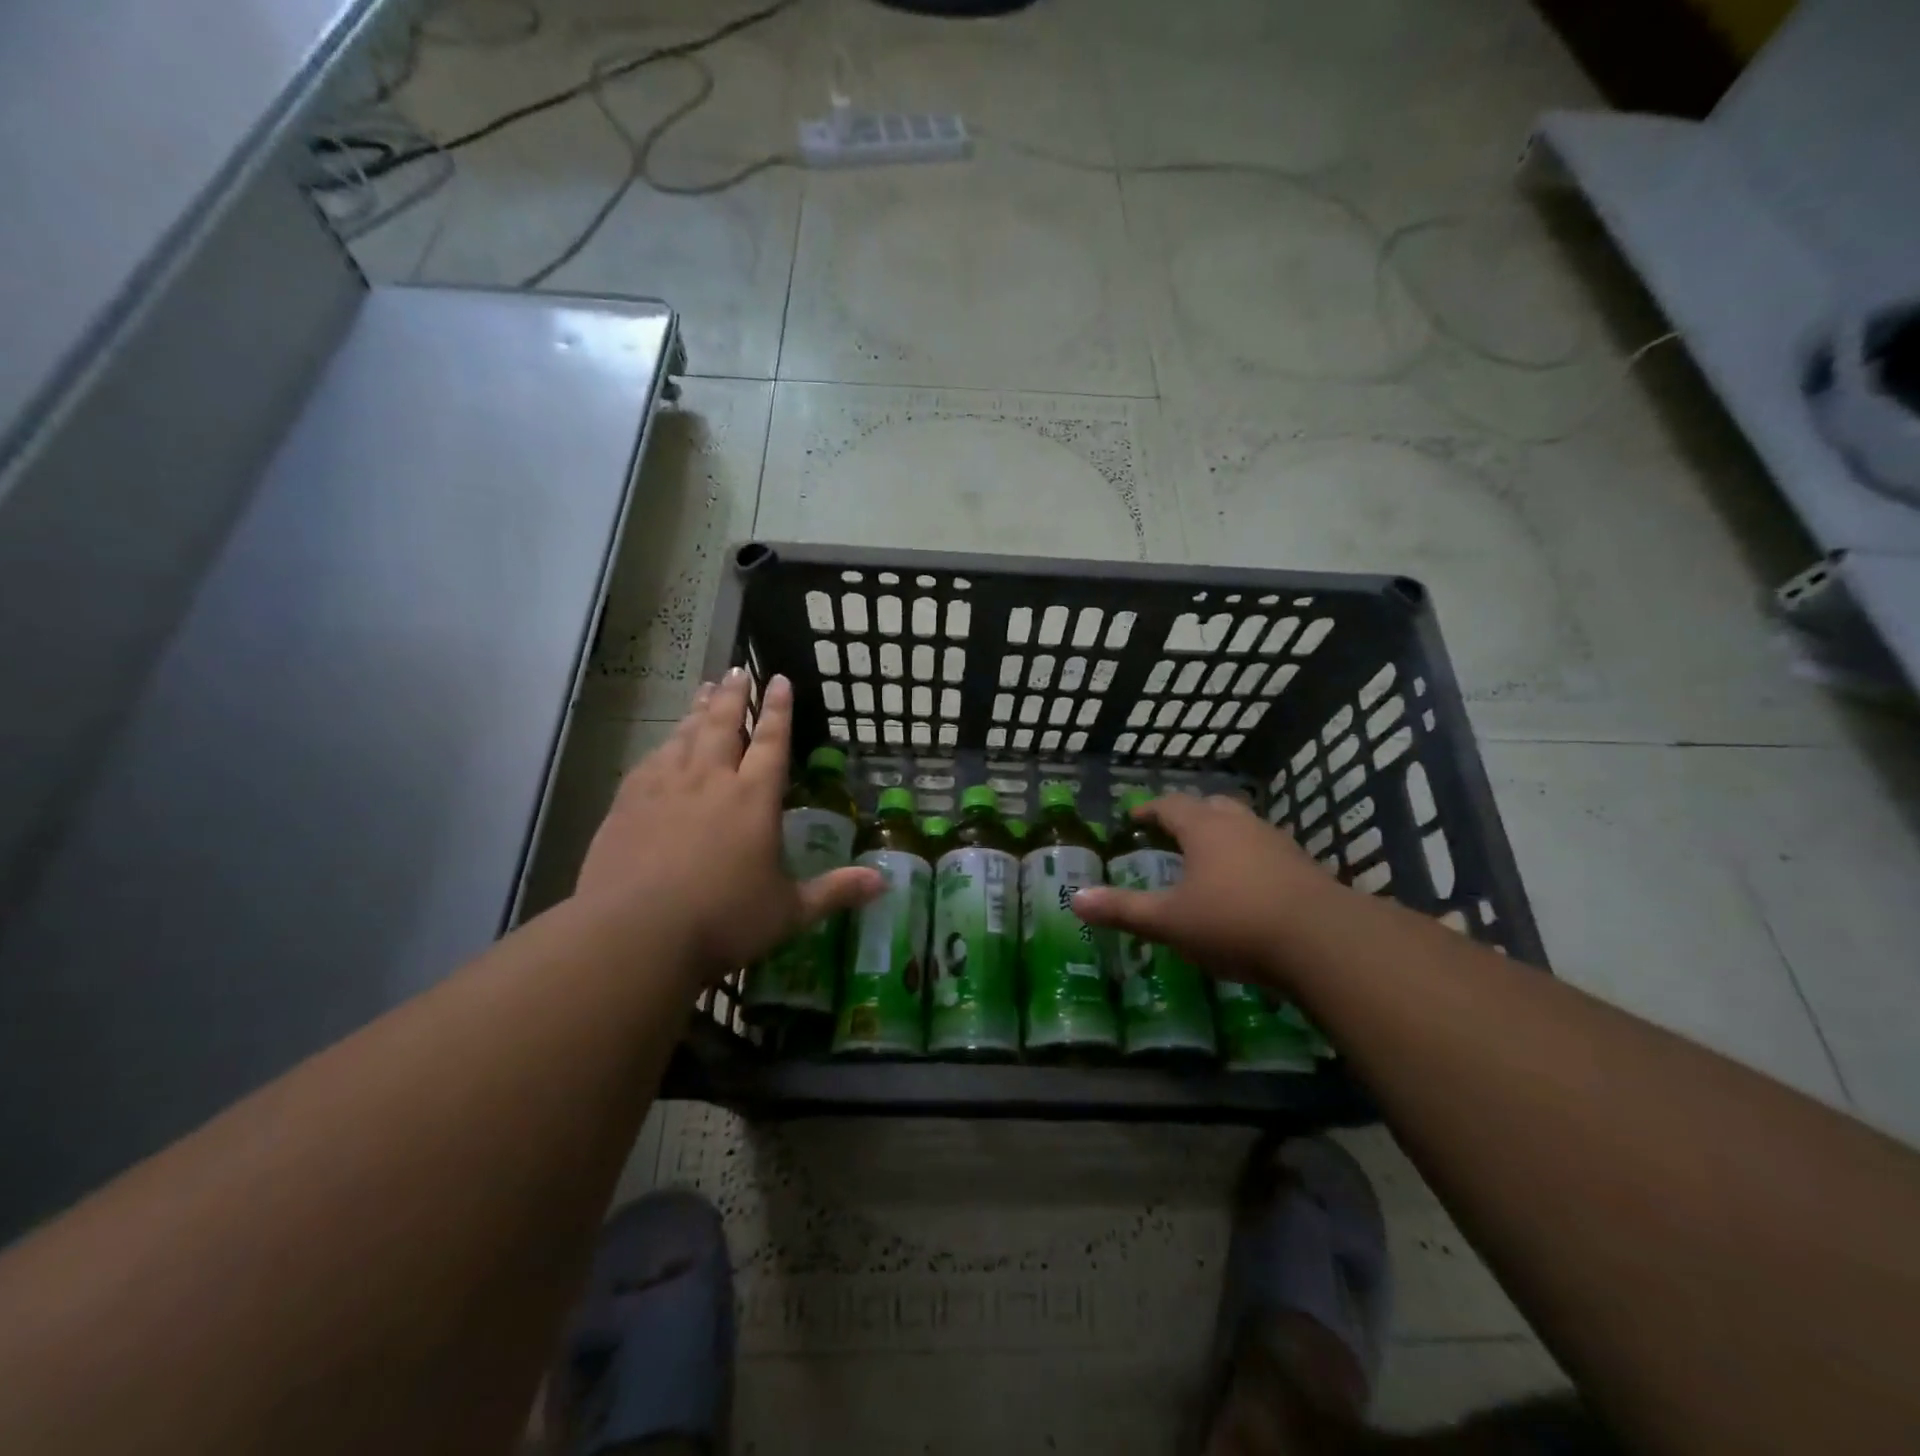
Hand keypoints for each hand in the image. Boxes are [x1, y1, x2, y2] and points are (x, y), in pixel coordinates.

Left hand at [574, 669, 881, 976]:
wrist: (635, 934)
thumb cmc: (723, 921)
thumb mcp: (789, 912)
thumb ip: (835, 891)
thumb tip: (883, 883)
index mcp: (753, 799)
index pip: (771, 742)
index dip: (778, 709)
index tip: (779, 679)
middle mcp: (710, 781)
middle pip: (724, 725)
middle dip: (734, 695)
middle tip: (737, 669)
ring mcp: (664, 789)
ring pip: (685, 736)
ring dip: (698, 710)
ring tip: (704, 688)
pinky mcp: (628, 804)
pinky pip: (650, 761)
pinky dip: (663, 745)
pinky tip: (663, 743)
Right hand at [1071, 793, 1344, 988]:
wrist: (1324, 942)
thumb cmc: (1234, 921)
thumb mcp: (1170, 921)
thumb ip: (1124, 909)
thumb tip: (1076, 900)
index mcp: (1205, 828)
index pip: (1170, 805)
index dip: (1148, 810)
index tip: (1133, 818)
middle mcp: (1241, 825)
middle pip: (1211, 807)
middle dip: (1188, 816)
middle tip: (1170, 833)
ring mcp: (1277, 844)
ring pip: (1242, 827)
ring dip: (1221, 836)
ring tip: (1206, 860)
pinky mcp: (1304, 868)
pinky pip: (1265, 851)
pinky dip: (1247, 859)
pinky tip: (1245, 887)